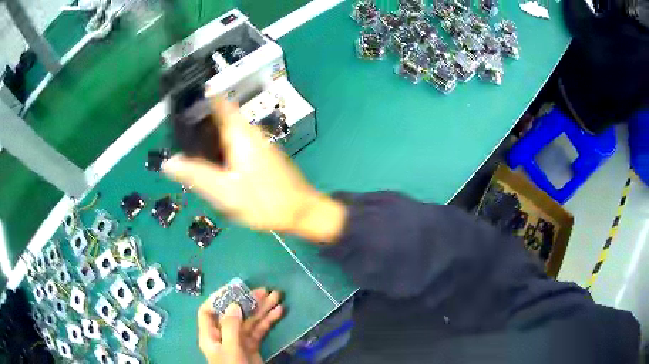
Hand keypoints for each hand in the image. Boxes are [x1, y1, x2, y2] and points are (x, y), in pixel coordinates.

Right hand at [163, 97, 345, 242]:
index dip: (199, 97)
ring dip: (209, 134)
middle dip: (199, 120)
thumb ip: (196, 175)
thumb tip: (168, 163)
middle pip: (220, 115)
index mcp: (239, 132)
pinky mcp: (262, 153)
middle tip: (176, 132)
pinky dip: (221, 145)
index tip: (180, 101)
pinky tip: (211, 160)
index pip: (218, 102)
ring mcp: (258, 141)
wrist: (302, 211)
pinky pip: (235, 141)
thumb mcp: (225, 192)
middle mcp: (250, 131)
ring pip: (227, 129)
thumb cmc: (264, 201)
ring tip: (188, 146)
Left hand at [198, 288, 283, 363]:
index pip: (208, 311)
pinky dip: (268, 321)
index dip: (218, 298)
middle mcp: (223, 335)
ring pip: (249, 321)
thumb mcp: (230, 349)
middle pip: (233, 314)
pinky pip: (259, 330)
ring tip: (277, 296)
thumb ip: (230, 327)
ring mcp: (239, 341)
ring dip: (262, 309)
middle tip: (265, 290)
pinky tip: (278, 312)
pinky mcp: (252, 347)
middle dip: (248, 301)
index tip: (234, 288)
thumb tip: (234, 304)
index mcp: (211, 335)